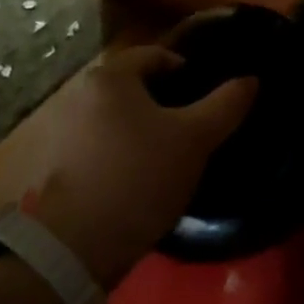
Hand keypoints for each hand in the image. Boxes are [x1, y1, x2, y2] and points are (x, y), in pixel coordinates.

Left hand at [0, 44, 255, 287]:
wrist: (72, 248)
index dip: (187, 72)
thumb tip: (251, 79)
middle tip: (190, 130)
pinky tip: (135, 180)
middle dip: (162, 103)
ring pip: (113, 117)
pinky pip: (96, 145)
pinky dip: (117, 153)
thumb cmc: (139, 177)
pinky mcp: (51, 164)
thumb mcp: (195, 140)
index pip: (156, 55)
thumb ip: (225, 105)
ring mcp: (59, 129)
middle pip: (132, 86)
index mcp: (110, 75)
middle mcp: (78, 92)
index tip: (206, 100)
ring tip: (165, 158)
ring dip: (138, 130)